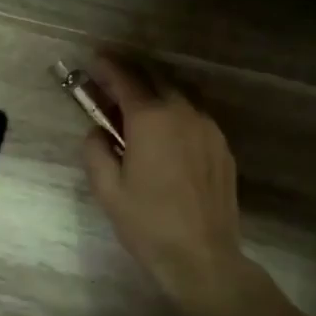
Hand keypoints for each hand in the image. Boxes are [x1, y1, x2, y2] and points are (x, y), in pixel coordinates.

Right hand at [81, 53, 243, 296]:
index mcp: (150, 119)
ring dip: (155, 88)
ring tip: (136, 99)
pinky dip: (175, 109)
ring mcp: (207, 128)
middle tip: (111, 74)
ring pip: (178, 93)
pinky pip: (194, 114)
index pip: (125, 79)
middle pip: (155, 77)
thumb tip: (97, 132)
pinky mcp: (221, 146)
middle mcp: (182, 113)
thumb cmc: (147, 223)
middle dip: (131, 71)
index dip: (107, 65)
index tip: (94, 58)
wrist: (202, 257)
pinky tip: (164, 129)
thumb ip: (95, 150)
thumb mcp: (107, 189)